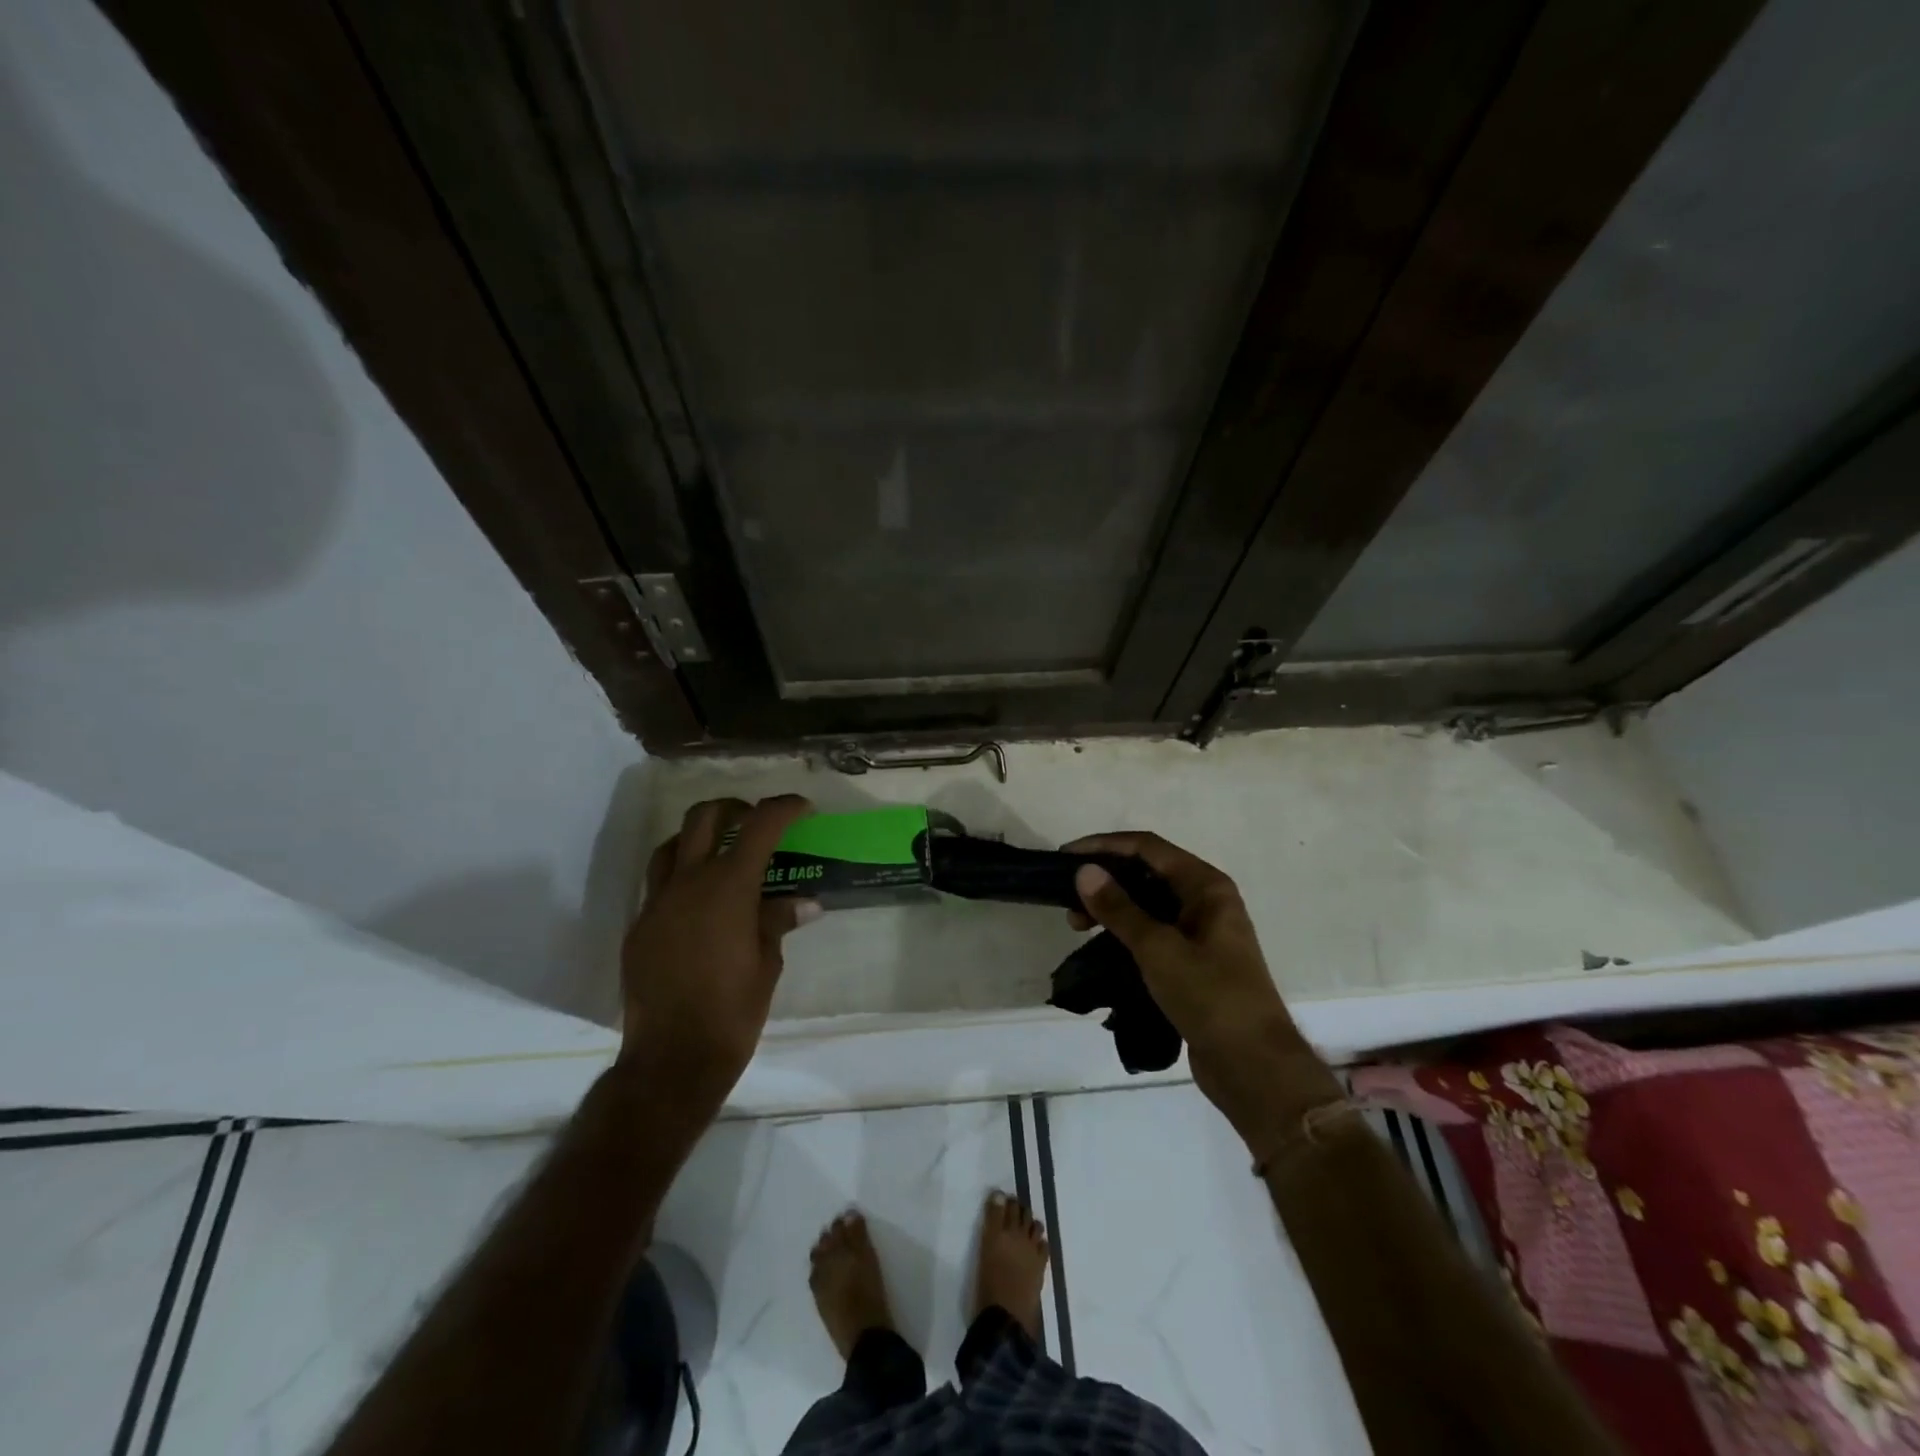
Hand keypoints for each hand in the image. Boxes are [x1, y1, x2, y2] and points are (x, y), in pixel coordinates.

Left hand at [618, 795, 817, 1120]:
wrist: (672, 1057)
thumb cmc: (734, 1009)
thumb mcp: (768, 962)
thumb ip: (778, 920)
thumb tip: (804, 902)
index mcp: (728, 887)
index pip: (759, 826)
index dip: (784, 808)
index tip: (803, 809)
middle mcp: (688, 883)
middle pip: (704, 817)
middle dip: (734, 808)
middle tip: (754, 819)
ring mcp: (656, 903)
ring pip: (671, 845)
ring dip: (698, 836)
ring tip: (720, 851)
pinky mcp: (638, 927)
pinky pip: (657, 884)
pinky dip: (680, 876)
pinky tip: (698, 902)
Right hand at [1066, 832, 1340, 1145]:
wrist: (1254, 1066)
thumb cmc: (1210, 996)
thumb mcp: (1158, 949)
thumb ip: (1119, 908)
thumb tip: (1084, 871)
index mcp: (1206, 886)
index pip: (1147, 847)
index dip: (1104, 846)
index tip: (1066, 857)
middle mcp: (1206, 901)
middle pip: (1147, 872)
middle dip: (1106, 879)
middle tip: (1068, 900)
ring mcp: (1202, 932)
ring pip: (1148, 904)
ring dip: (1113, 908)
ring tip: (1078, 927)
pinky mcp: (1194, 961)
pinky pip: (1153, 932)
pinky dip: (1126, 932)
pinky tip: (1101, 947)